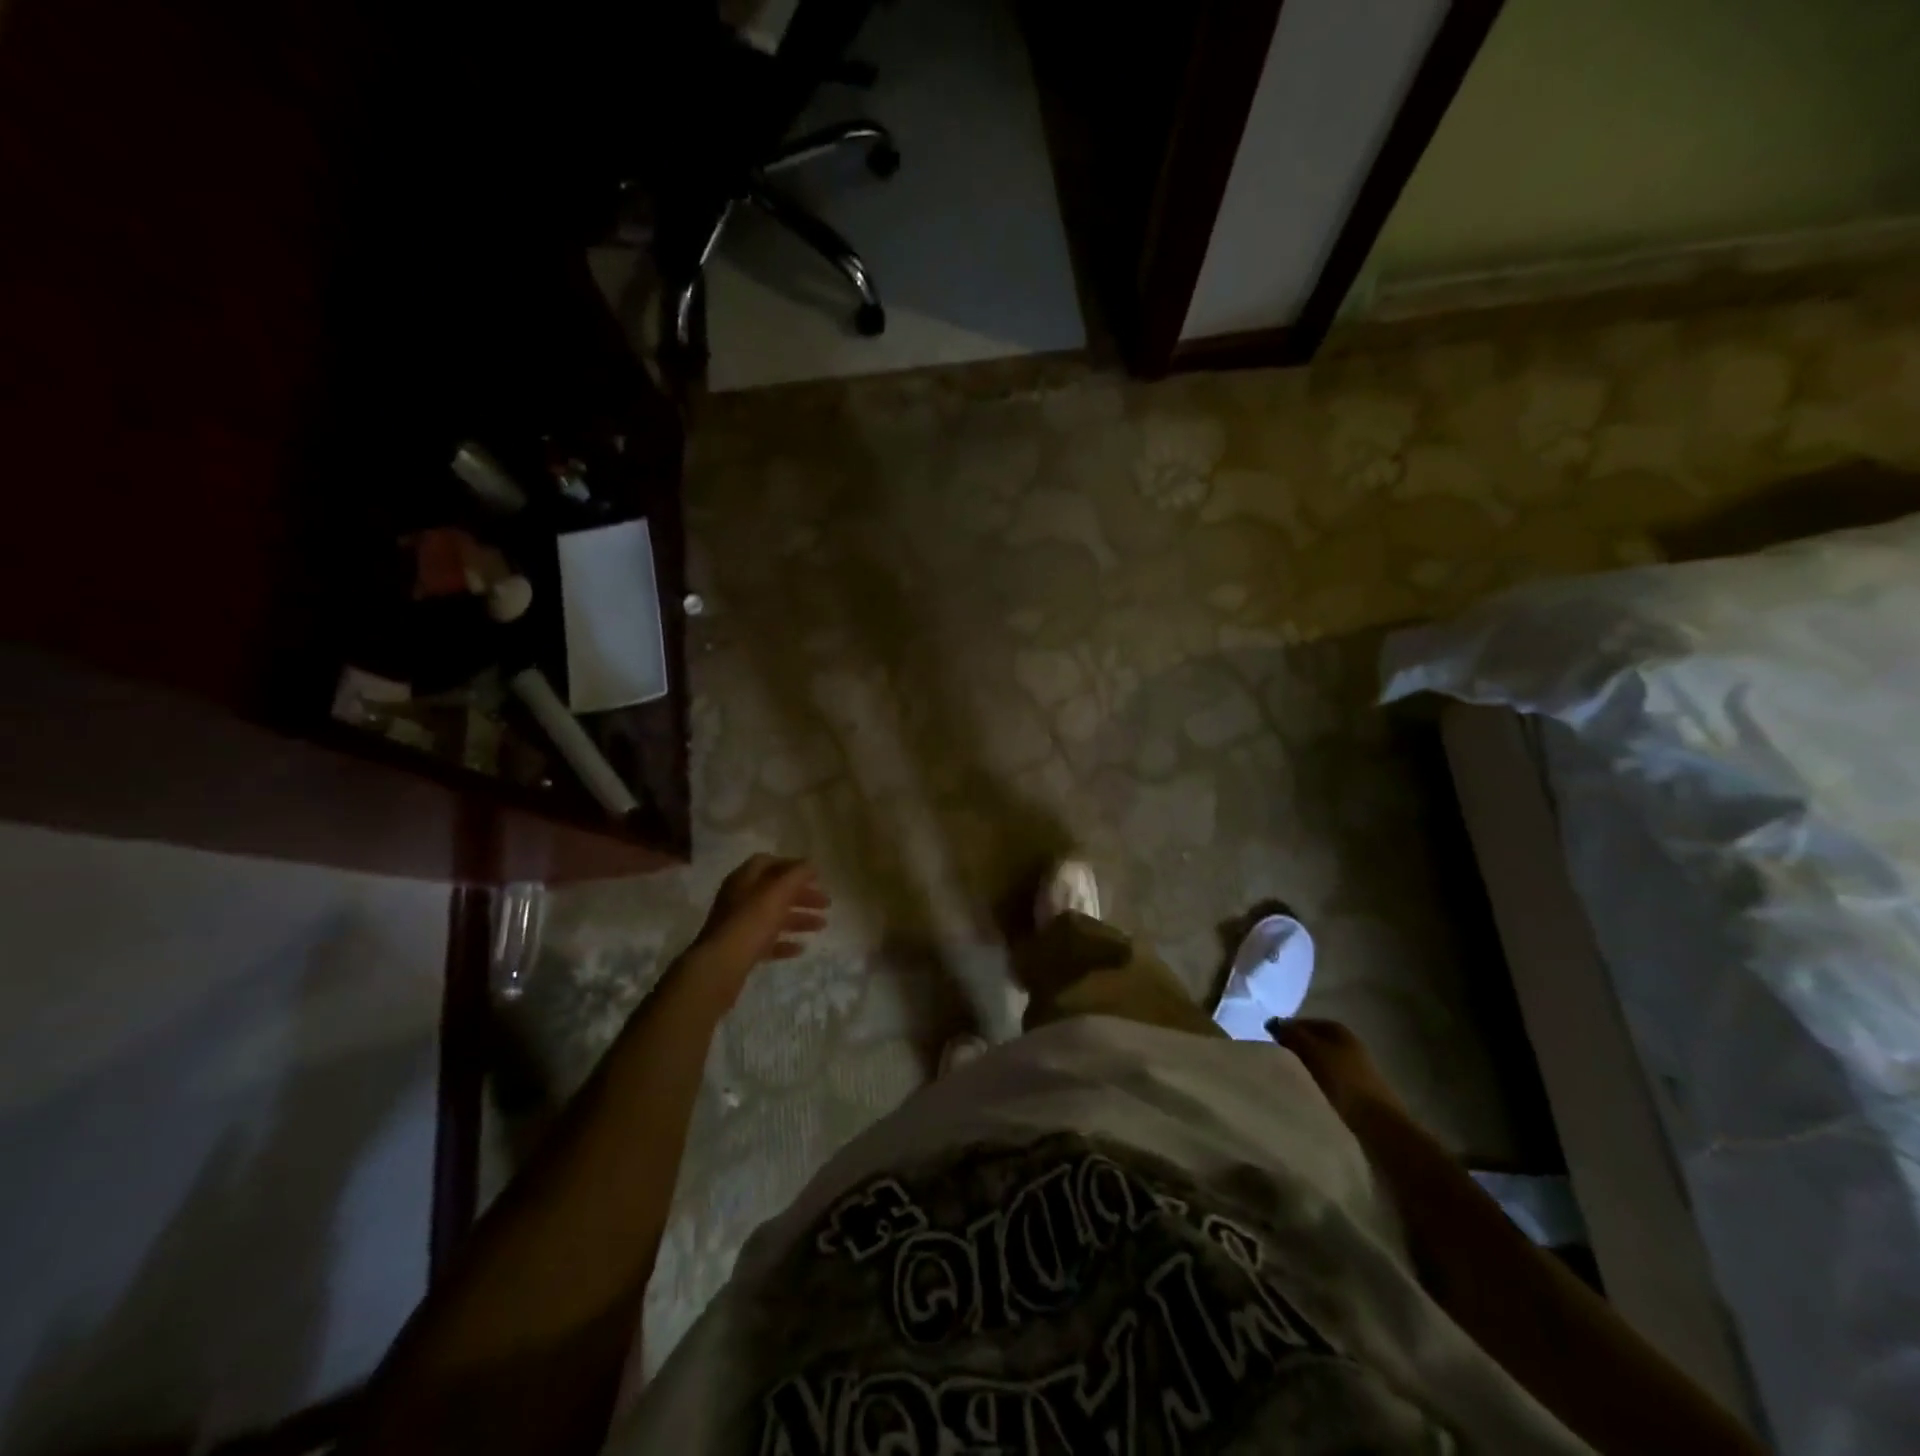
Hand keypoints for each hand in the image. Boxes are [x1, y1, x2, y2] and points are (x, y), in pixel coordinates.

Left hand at [686, 855, 829, 1000]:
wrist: (719, 968)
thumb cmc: (750, 923)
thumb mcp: (777, 893)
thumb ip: (796, 875)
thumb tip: (811, 863)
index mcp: (744, 880)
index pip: (768, 863)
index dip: (793, 866)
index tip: (815, 876)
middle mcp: (739, 899)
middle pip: (774, 891)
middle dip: (802, 895)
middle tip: (826, 904)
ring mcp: (739, 926)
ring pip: (773, 917)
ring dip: (798, 919)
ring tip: (822, 926)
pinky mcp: (740, 950)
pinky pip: (767, 942)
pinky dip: (785, 942)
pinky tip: (800, 949)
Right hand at [1271, 1019, 1406, 1122]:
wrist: (1377, 1121)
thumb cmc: (1342, 1079)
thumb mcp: (1312, 1051)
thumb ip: (1292, 1034)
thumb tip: (1273, 1023)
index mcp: (1339, 1029)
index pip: (1306, 1022)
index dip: (1288, 1028)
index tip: (1270, 1040)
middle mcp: (1349, 1043)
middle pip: (1315, 1040)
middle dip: (1296, 1045)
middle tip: (1276, 1056)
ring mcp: (1355, 1066)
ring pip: (1322, 1058)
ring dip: (1306, 1063)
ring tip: (1289, 1073)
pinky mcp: (1357, 1088)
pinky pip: (1329, 1076)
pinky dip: (1317, 1078)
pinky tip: (1308, 1087)